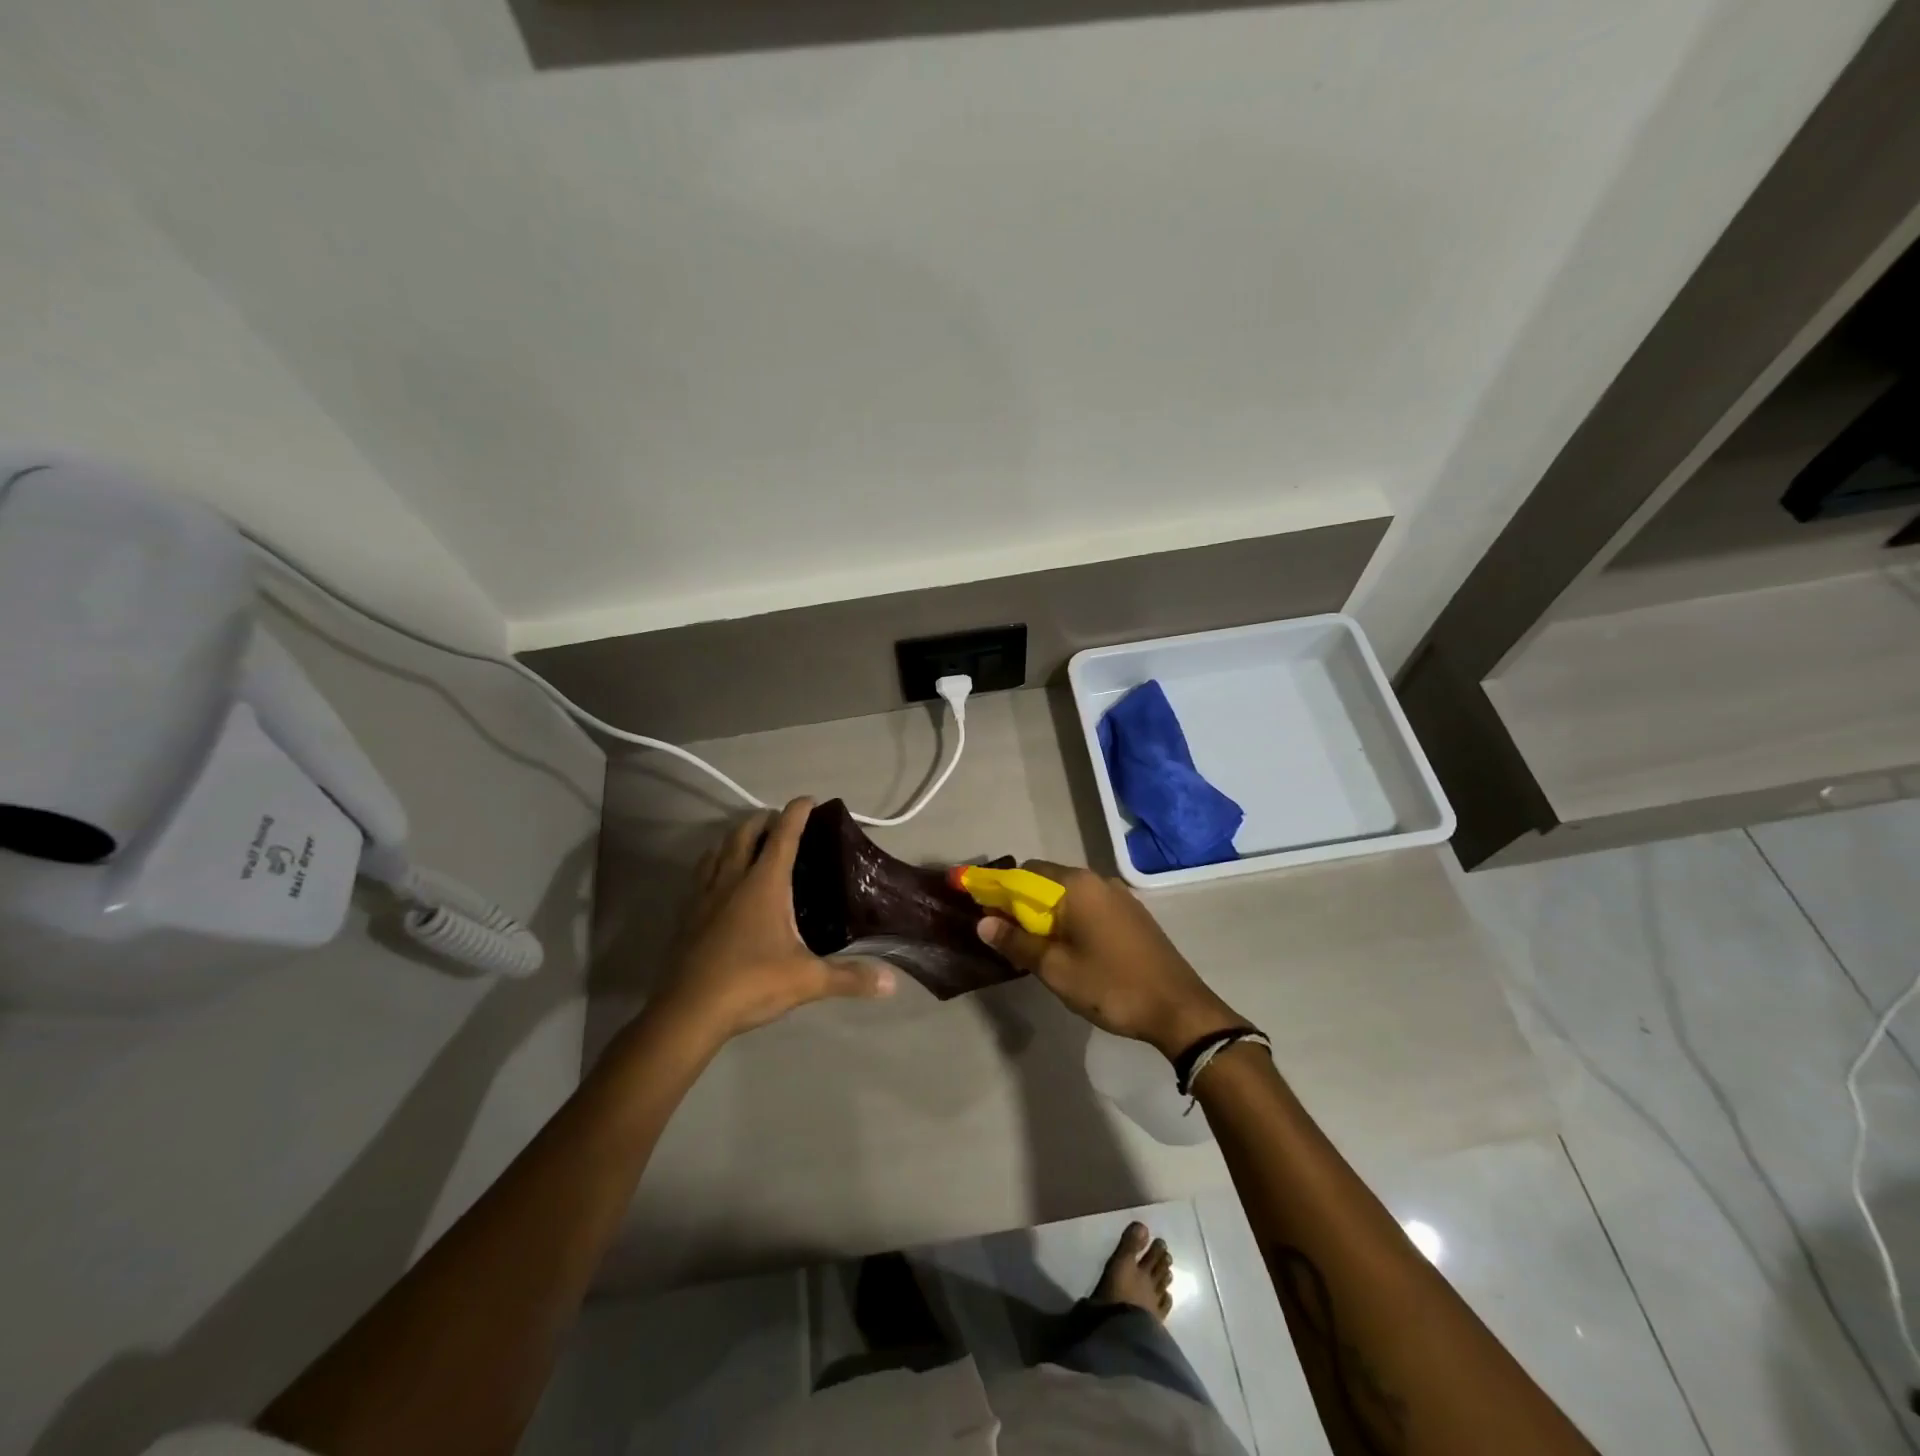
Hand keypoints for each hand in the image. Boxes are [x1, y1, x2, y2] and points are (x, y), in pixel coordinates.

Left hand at [651, 798, 895, 1045]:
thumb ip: (849, 977)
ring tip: (747, 842)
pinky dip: (714, 865)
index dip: (796, 813)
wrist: (688, 1012)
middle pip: (744, 834)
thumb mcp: (808, 981)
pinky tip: (719, 883)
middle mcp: (732, 880)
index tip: (808, 799)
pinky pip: (701, 876)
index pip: (783, 836)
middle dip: (762, 820)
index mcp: (764, 884)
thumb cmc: (751, 984)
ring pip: (717, 851)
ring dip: (734, 839)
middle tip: (779, 820)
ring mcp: (704, 897)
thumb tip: (891, 982)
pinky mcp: (687, 916)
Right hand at [977, 861, 1247, 1059]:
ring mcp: (1119, 896)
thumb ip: (1017, 942)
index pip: (1024, 873)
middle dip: (1022, 905)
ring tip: (1036, 949)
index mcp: (1077, 885)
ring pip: (1068, 895)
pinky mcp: (1132, 914)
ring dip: (1047, 915)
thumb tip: (983, 922)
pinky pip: (1089, 907)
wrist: (1179, 1009)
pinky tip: (1069, 950)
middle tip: (1008, 939)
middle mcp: (1098, 880)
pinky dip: (1070, 920)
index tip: (985, 914)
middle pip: (1046, 881)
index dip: (999, 891)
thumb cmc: (1111, 986)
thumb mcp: (1055, 969)